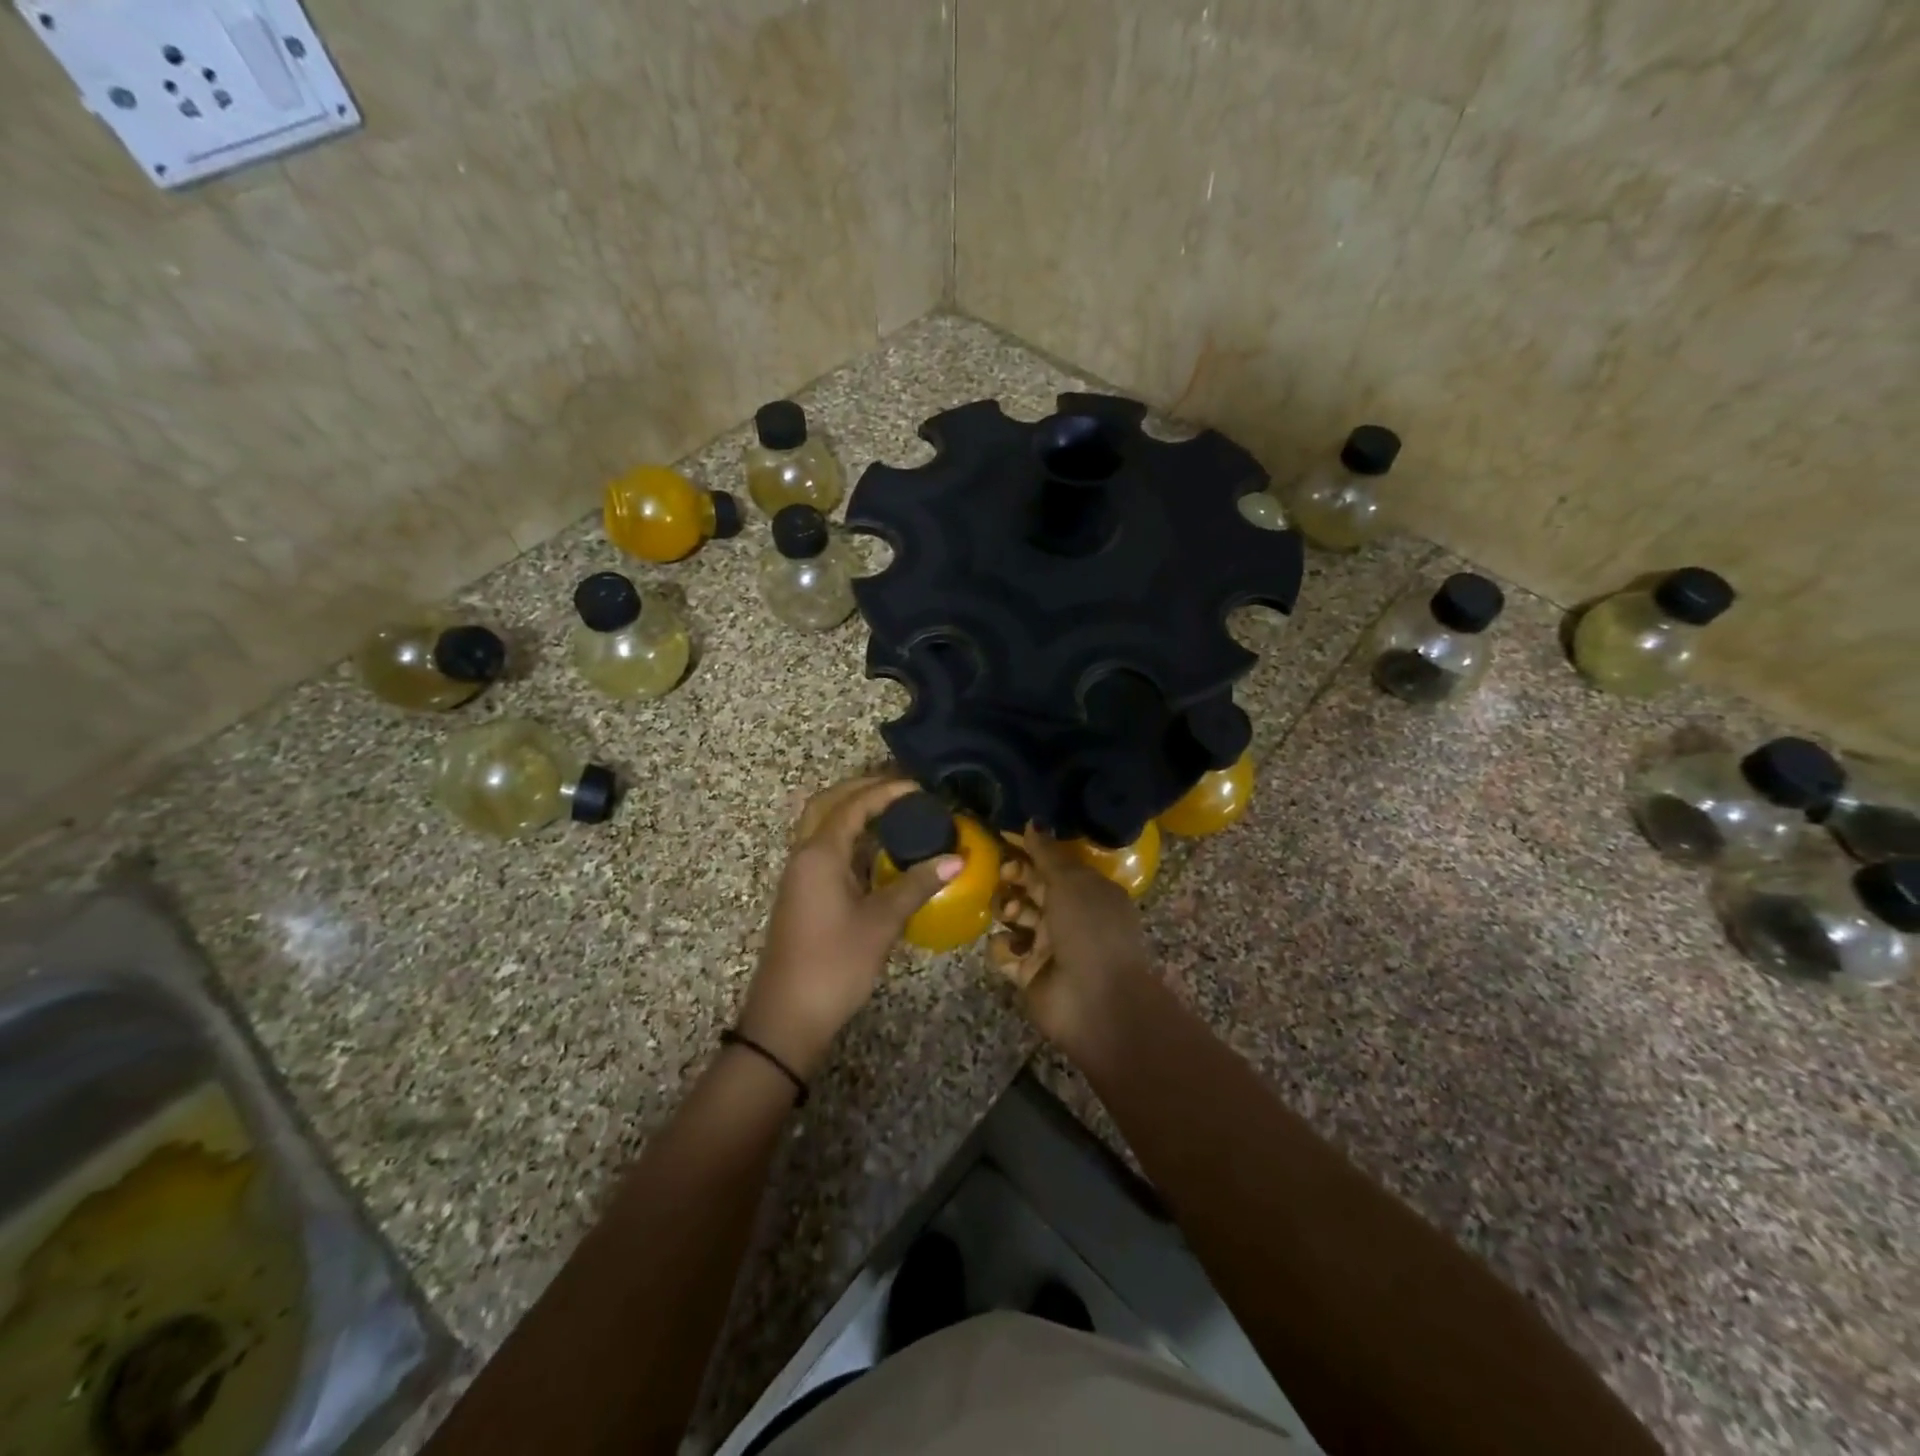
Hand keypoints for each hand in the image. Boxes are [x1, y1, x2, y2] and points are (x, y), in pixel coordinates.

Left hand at [740, 778, 961, 1079]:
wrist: (787, 1017)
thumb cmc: (835, 964)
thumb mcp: (881, 922)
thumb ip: (917, 885)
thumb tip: (956, 859)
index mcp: (819, 854)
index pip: (853, 805)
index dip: (886, 791)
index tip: (920, 788)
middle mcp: (804, 855)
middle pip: (828, 804)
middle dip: (862, 789)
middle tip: (901, 790)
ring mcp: (799, 876)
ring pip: (822, 826)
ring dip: (852, 811)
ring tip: (894, 812)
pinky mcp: (802, 894)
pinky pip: (824, 848)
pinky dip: (848, 836)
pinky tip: (876, 851)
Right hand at [990, 830, 1153, 1052]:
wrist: (1096, 1002)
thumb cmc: (1090, 930)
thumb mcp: (1072, 882)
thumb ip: (1048, 853)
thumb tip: (1033, 822)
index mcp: (1087, 891)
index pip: (1052, 863)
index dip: (1029, 849)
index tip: (1003, 837)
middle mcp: (1068, 916)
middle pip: (1031, 887)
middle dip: (1015, 877)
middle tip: (1006, 874)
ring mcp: (1047, 946)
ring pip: (1014, 916)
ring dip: (1007, 909)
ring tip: (1011, 915)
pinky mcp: (1027, 972)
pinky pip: (1004, 951)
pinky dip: (1002, 948)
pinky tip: (1010, 949)